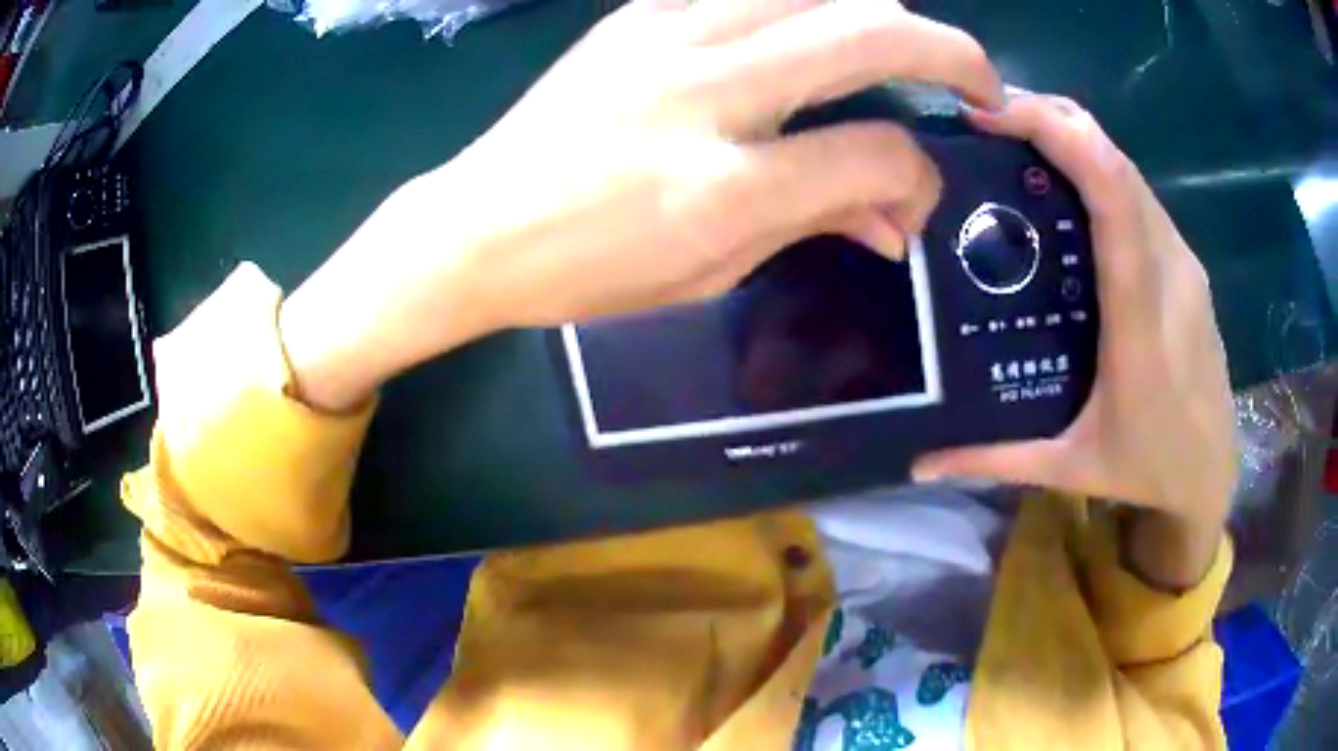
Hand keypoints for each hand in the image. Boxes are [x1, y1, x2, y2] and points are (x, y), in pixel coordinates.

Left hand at [279, 0, 1002, 410]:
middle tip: (979, 81)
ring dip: (883, 11)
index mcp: (726, 187)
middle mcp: (709, 90)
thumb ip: (814, 225)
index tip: (915, 200)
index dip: (920, 179)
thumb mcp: (710, 273)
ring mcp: (670, 36)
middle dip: (952, 53)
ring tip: (902, 47)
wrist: (477, 224)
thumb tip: (895, 217)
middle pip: (870, 35)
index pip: (877, 154)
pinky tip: (818, 22)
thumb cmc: (586, 269)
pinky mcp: (639, 13)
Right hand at [913, 93, 1235, 581]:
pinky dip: (1098, 167)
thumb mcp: (1069, 467)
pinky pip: (1139, 193)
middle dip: (1051, 118)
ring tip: (1015, 141)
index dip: (1058, 135)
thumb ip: (994, 459)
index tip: (991, 115)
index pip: (1112, 195)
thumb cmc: (1147, 469)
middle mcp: (1170, 272)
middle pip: (1115, 160)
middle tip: (985, 119)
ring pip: (1127, 168)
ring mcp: (1184, 262)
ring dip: (1073, 137)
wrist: (1211, 472)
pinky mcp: (1187, 264)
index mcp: (1140, 320)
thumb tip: (918, 462)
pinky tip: (1065, 186)